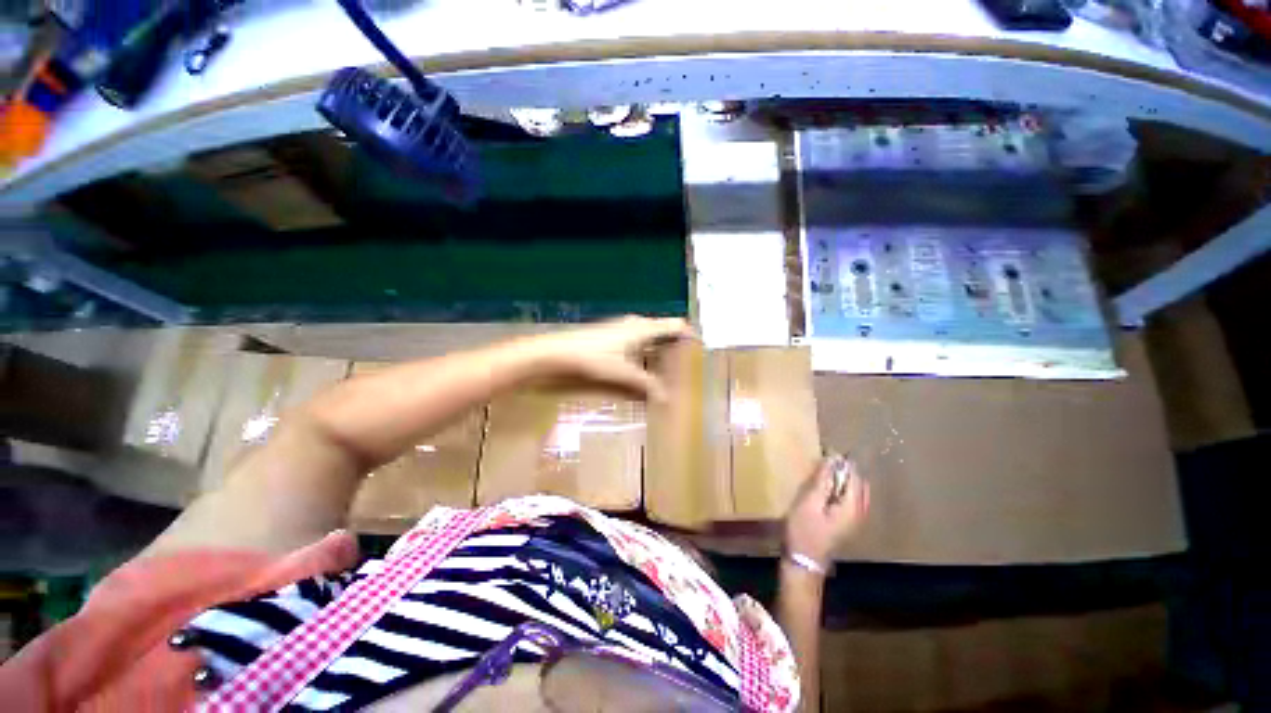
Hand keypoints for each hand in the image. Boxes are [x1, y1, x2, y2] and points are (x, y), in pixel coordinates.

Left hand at [519, 316, 695, 400]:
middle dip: (675, 352)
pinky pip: (636, 354)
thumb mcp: (622, 373)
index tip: (701, 353)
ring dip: (659, 361)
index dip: (689, 337)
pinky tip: (645, 381)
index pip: (674, 327)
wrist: (554, 356)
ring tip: (671, 380)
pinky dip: (644, 365)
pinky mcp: (611, 347)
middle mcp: (635, 328)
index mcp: (642, 328)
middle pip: (663, 337)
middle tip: (687, 372)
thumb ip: (646, 385)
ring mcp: (622, 336)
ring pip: (649, 347)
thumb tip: (667, 399)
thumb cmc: (590, 358)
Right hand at [784, 455, 869, 567]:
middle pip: (858, 483)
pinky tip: (823, 491)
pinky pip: (849, 500)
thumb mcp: (809, 503)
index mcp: (852, 507)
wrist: (803, 561)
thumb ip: (822, 481)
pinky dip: (840, 490)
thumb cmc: (804, 531)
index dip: (841, 462)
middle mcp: (859, 513)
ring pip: (855, 492)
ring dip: (841, 481)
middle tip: (822, 464)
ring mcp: (855, 520)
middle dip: (844, 471)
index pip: (854, 476)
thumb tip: (832, 459)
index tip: (825, 453)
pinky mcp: (847, 524)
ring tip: (821, 475)